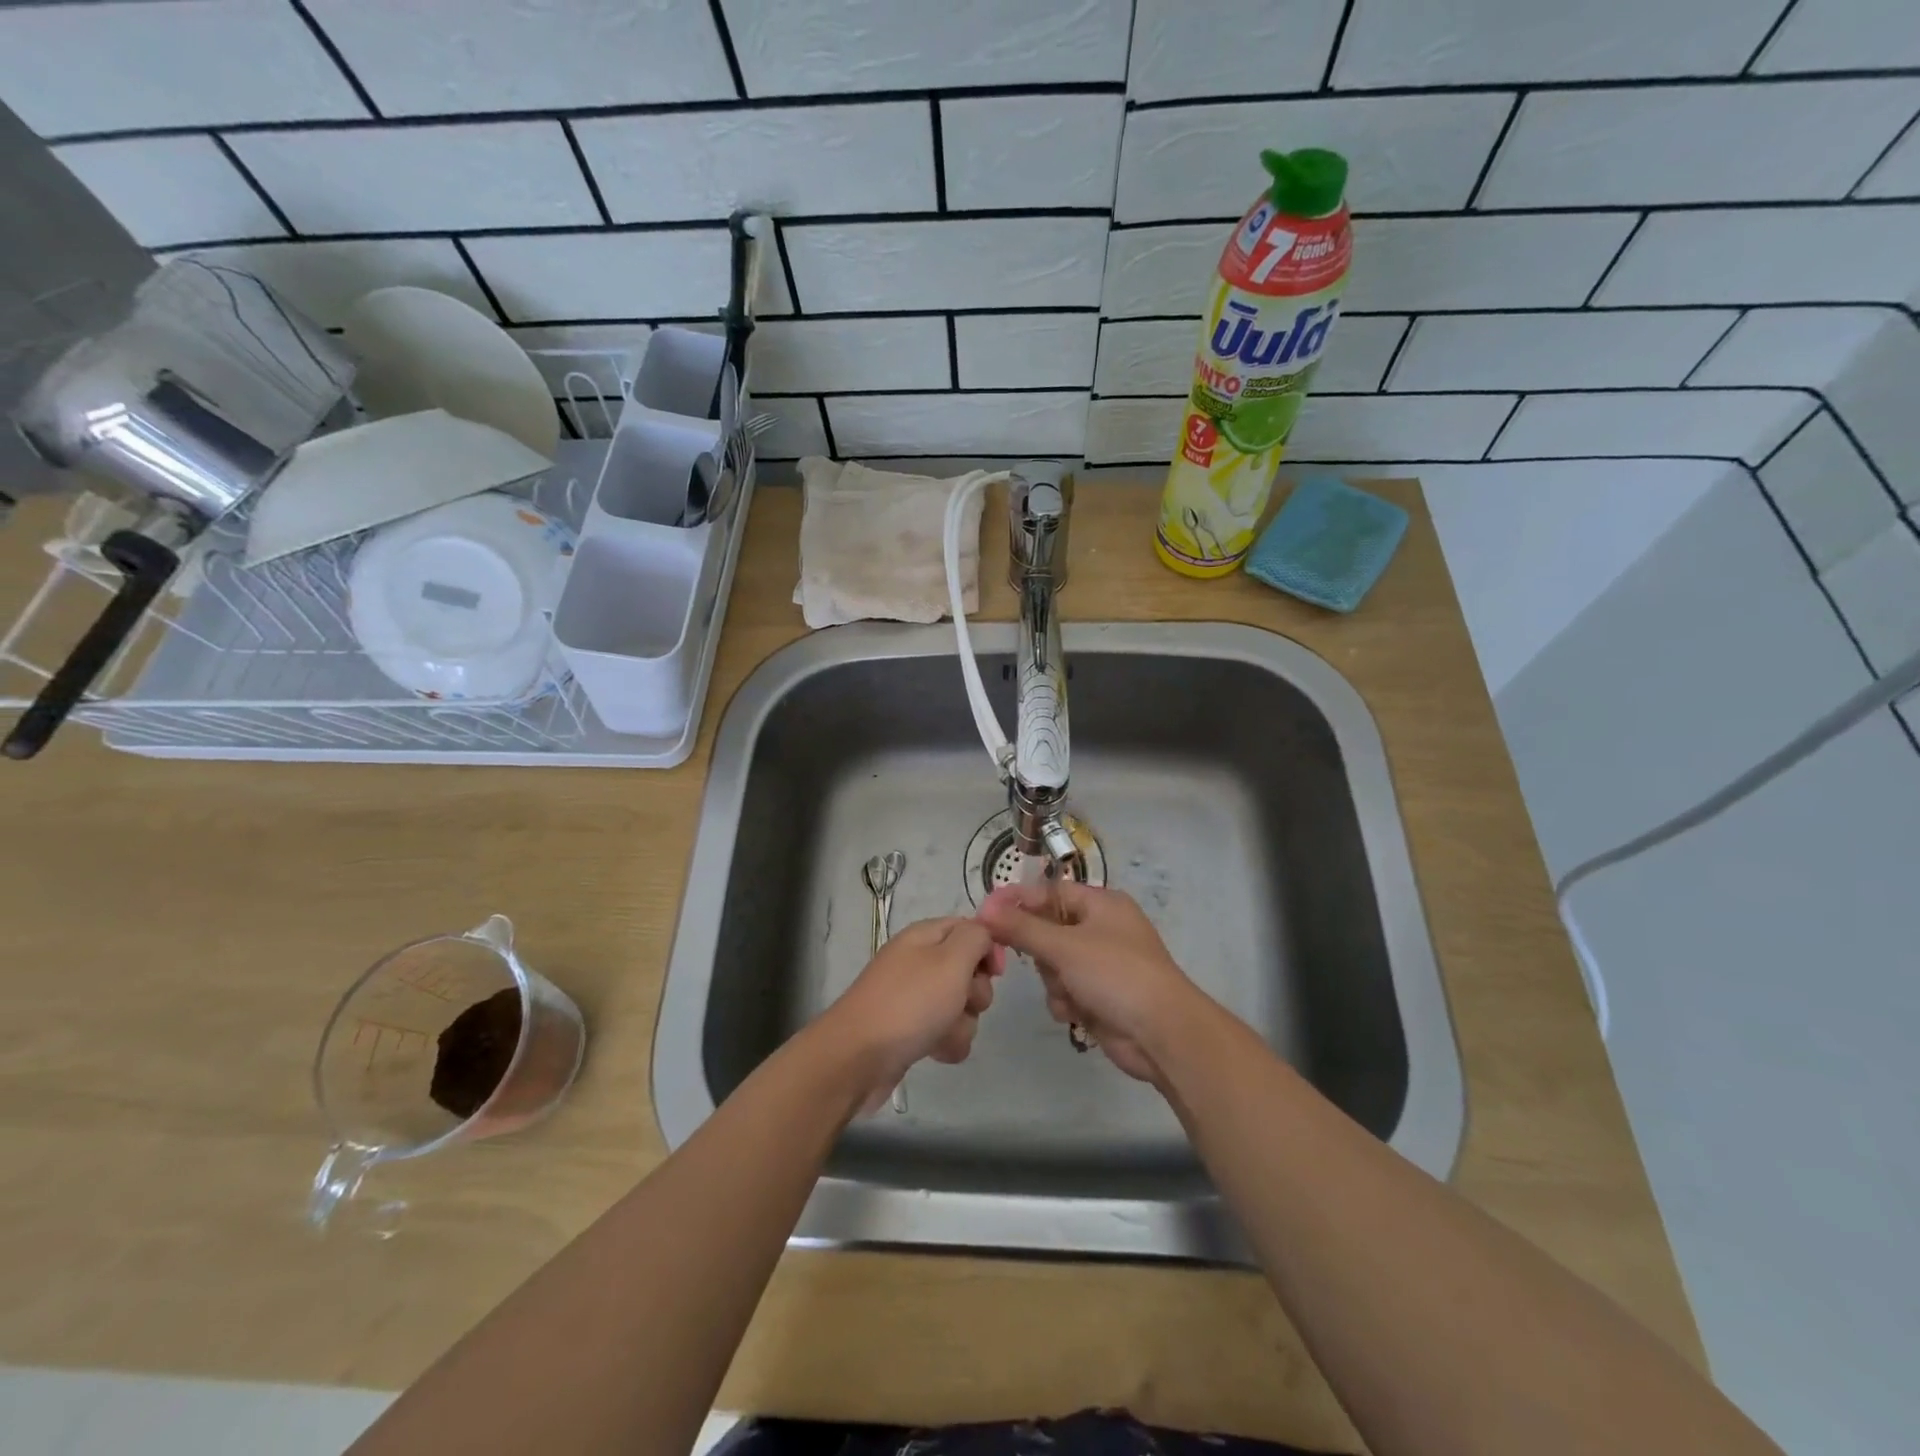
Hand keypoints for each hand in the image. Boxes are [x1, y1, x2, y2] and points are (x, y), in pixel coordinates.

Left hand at [815, 917, 1002, 1111]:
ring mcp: (913, 998)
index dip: (987, 948)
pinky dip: (947, 1043)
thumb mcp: (950, 960)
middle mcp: (918, 962)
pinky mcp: (910, 1031)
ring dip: (962, 1023)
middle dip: (976, 991)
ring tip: (944, 1033)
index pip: (968, 929)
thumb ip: (975, 938)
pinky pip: (945, 1032)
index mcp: (924, 936)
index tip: (995, 972)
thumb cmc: (910, 1003)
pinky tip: (936, 1052)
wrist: (858, 1058)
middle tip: (963, 1001)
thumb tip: (983, 935)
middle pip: (968, 970)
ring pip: (960, 1006)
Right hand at [977, 881, 1199, 1084]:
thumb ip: (1022, 927)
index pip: (1050, 892)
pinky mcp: (1100, 995)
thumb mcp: (1064, 946)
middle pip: (1048, 930)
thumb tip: (985, 908)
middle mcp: (1102, 929)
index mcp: (1101, 904)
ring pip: (1053, 964)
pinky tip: (1075, 1013)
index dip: (1018, 901)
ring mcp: (1102, 964)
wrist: (1162, 1033)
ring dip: (1054, 982)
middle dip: (1041, 952)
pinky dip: (1065, 1001)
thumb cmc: (1116, 975)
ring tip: (1068, 993)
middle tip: (1037, 962)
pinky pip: (1066, 989)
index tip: (985, 914)